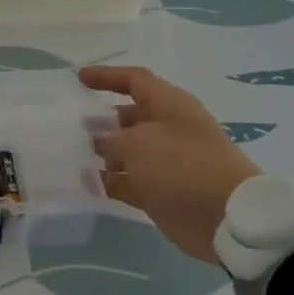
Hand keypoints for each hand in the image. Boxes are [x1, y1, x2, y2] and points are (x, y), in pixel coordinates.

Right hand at [78, 65, 259, 263]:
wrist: (226, 218)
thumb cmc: (183, 167)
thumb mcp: (139, 144)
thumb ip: (110, 139)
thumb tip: (98, 141)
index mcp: (170, 106)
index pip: (135, 81)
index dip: (107, 76)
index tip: (79, 78)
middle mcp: (167, 129)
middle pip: (128, 117)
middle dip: (100, 120)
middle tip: (68, 127)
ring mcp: (164, 163)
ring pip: (125, 152)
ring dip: (100, 154)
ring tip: (69, 157)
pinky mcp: (160, 191)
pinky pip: (127, 181)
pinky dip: (108, 182)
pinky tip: (84, 184)